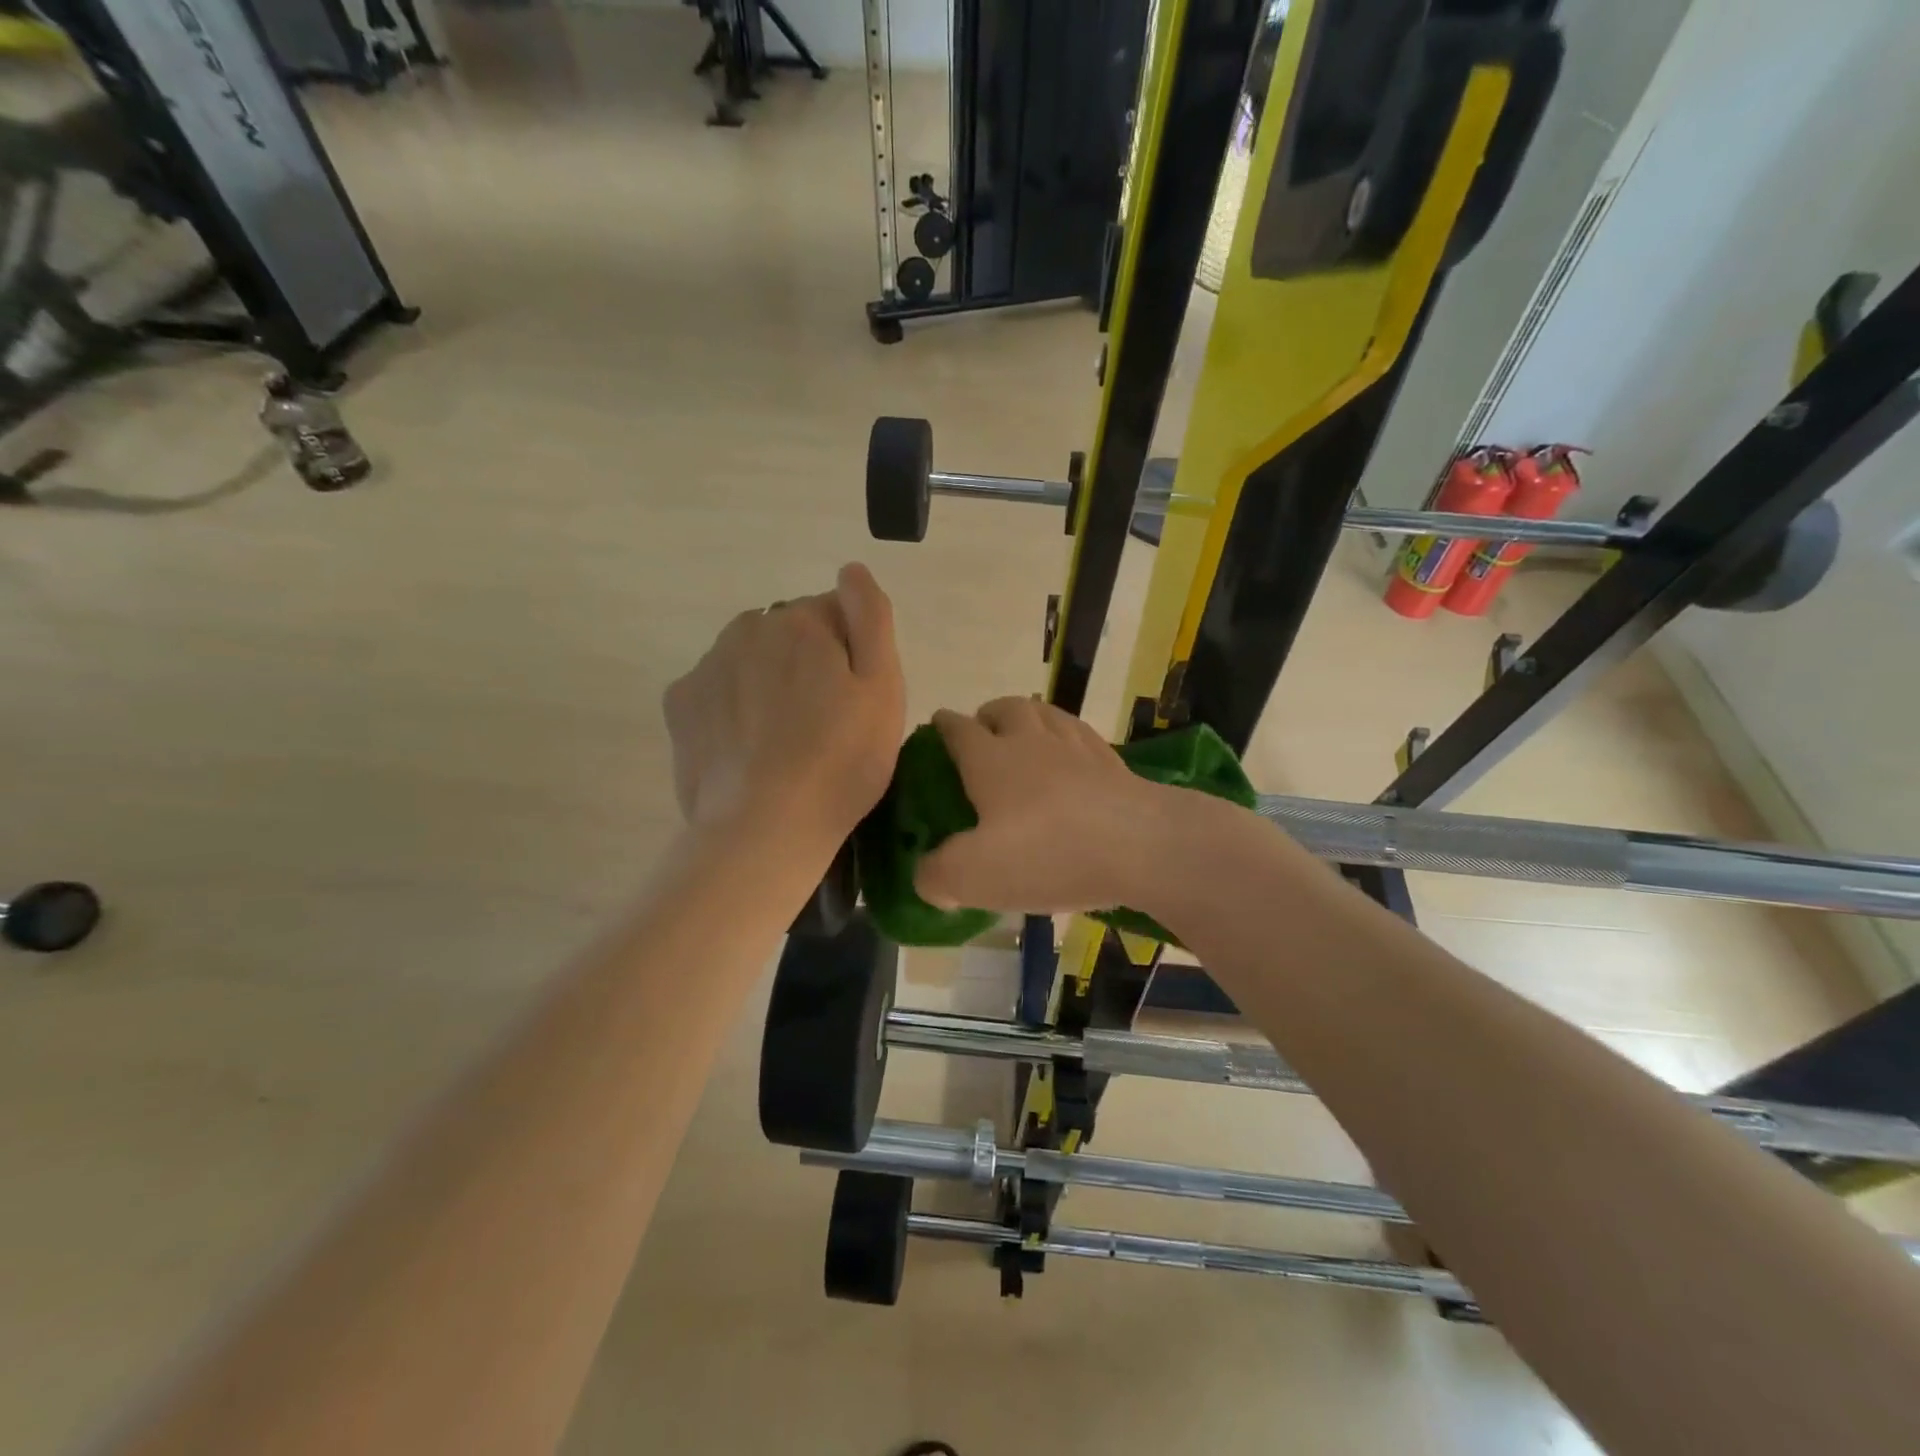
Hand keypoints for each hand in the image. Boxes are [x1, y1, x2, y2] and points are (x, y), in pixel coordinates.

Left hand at [663, 563, 904, 850]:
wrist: (765, 828)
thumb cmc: (841, 760)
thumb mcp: (883, 688)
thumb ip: (872, 618)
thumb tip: (852, 570)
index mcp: (802, 621)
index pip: (837, 614)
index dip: (852, 655)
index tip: (855, 701)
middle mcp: (748, 629)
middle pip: (790, 634)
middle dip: (807, 663)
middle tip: (823, 724)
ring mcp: (707, 666)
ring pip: (750, 660)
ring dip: (768, 683)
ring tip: (783, 741)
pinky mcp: (680, 705)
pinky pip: (717, 690)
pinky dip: (732, 708)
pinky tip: (747, 749)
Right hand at [914, 696, 1163, 913]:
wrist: (1141, 846)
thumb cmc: (1047, 854)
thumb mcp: (974, 876)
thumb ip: (937, 876)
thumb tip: (928, 876)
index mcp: (991, 760)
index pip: (958, 729)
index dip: (943, 725)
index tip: (937, 724)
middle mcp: (1032, 742)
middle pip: (1006, 708)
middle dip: (989, 714)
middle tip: (984, 734)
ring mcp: (1078, 748)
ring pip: (1046, 714)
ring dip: (1029, 718)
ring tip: (1026, 737)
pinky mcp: (1114, 764)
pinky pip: (1082, 736)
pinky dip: (1068, 739)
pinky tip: (1073, 758)